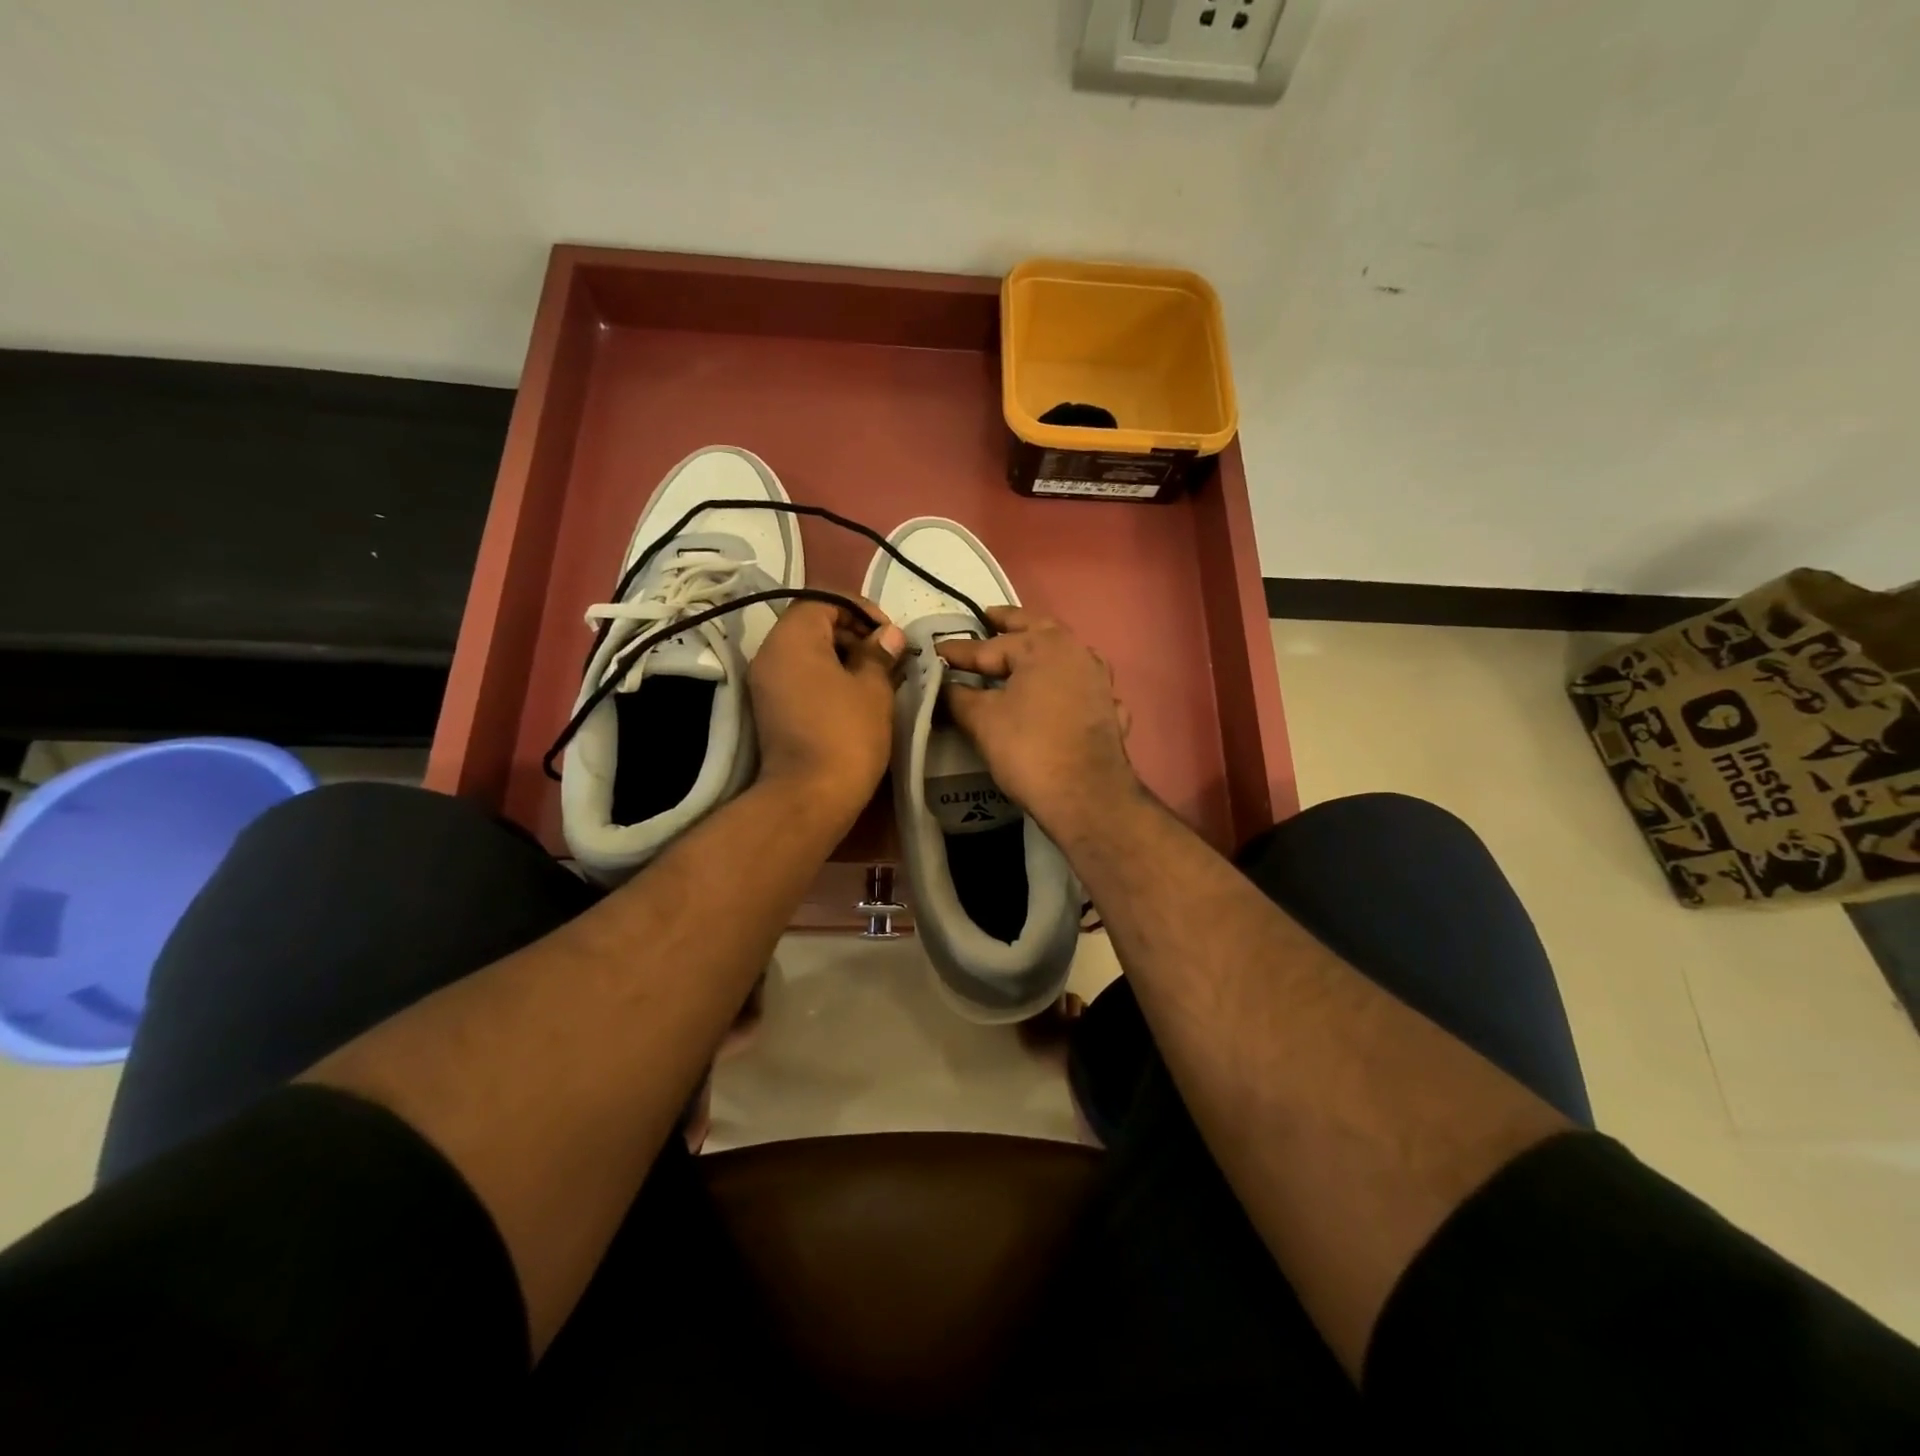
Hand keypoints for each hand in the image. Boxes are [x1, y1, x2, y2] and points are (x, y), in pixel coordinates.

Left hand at [748, 598, 904, 819]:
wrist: (810, 796)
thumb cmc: (847, 734)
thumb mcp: (873, 688)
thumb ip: (879, 654)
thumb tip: (888, 635)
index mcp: (792, 638)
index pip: (824, 600)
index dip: (860, 610)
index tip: (888, 635)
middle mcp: (770, 653)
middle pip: (812, 624)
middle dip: (852, 633)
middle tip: (887, 657)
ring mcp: (765, 683)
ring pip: (806, 652)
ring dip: (842, 657)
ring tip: (877, 678)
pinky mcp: (770, 709)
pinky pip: (799, 677)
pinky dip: (826, 678)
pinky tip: (856, 698)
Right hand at [938, 608, 1139, 836]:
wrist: (1086, 795)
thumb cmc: (1029, 748)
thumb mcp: (982, 720)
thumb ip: (957, 696)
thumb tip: (940, 685)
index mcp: (1043, 646)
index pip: (989, 646)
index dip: (958, 652)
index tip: (934, 652)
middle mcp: (1076, 653)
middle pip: (1038, 631)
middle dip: (1010, 624)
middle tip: (988, 616)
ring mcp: (1099, 681)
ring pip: (1067, 656)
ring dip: (1045, 651)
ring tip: (1026, 653)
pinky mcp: (1110, 710)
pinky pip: (1085, 689)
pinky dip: (1070, 687)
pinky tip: (1066, 696)